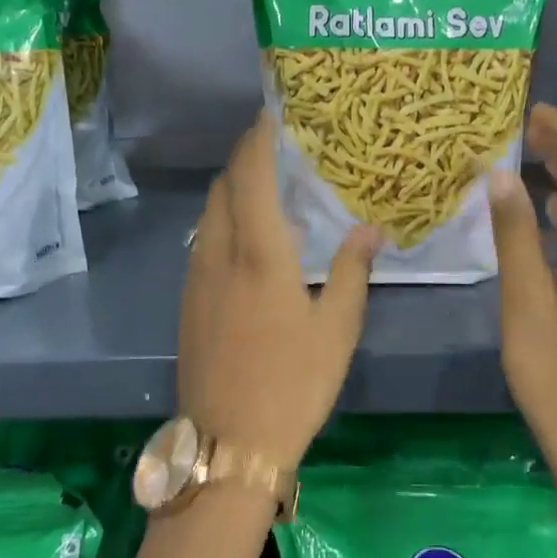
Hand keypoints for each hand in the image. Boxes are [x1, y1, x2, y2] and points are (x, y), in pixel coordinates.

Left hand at [178, 112, 381, 470]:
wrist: (229, 444)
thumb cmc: (293, 385)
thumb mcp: (337, 330)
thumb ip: (352, 272)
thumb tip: (370, 229)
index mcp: (259, 255)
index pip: (251, 176)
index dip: (259, 139)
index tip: (272, 113)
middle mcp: (218, 256)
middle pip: (222, 188)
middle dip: (244, 159)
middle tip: (275, 147)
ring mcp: (195, 280)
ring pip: (208, 216)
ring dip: (231, 191)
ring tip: (264, 189)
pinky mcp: (186, 304)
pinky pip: (202, 244)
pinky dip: (222, 224)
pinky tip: (246, 243)